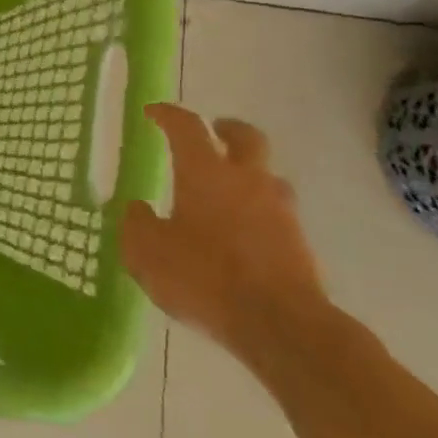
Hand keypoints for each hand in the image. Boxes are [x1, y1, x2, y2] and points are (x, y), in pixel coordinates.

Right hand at [119, 103, 330, 361]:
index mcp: (205, 172)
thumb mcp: (146, 252)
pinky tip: (241, 234)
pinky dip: (258, 213)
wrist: (282, 326)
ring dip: (249, 173)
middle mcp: (246, 181)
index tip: (153, 112)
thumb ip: (137, 224)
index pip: (187, 127)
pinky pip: (276, 214)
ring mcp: (280, 212)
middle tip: (213, 131)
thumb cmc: (204, 277)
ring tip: (227, 189)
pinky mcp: (300, 245)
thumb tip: (139, 209)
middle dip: (227, 129)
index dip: (168, 114)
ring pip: (267, 176)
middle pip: (246, 138)